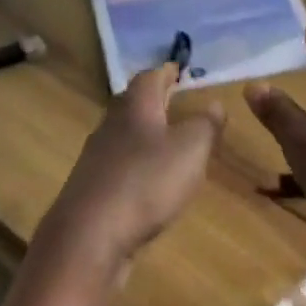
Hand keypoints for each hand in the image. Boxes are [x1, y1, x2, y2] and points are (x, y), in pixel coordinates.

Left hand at [40, 62, 224, 277]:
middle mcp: (110, 125)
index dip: (167, 72)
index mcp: (135, 108)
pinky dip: (137, 164)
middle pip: (132, 103)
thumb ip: (206, 125)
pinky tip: (149, 180)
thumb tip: (215, 103)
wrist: (90, 236)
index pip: (150, 77)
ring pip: (124, 135)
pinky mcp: (93, 189)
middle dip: (154, 100)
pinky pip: (119, 166)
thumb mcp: (191, 150)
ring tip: (168, 141)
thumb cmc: (146, 183)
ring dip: (144, 134)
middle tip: (176, 101)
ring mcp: (97, 158)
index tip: (180, 70)